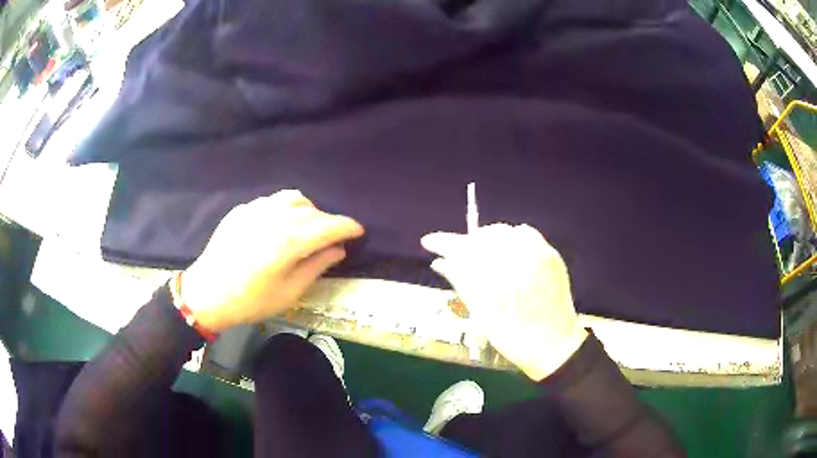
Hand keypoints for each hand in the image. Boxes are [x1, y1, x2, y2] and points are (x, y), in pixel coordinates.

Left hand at [180, 190, 364, 331]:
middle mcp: (275, 217)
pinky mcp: (242, 210)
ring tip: (307, 227)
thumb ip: (316, 266)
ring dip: (308, 210)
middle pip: (313, 211)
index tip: (359, 231)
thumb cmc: (250, 300)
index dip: (348, 226)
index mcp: (289, 241)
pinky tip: (280, 225)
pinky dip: (284, 209)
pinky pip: (271, 201)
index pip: (328, 225)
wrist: (207, 293)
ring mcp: (255, 210)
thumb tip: (338, 250)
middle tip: (332, 239)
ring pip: (292, 198)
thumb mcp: (289, 292)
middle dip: (328, 222)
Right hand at [421, 224, 587, 380]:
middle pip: (481, 236)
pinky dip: (513, 238)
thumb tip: (440, 262)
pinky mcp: (549, 254)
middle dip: (467, 244)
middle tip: (458, 255)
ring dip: (488, 240)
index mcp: (492, 276)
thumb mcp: (479, 311)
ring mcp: (535, 253)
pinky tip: (509, 253)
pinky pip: (526, 234)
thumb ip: (460, 280)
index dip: (442, 242)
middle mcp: (515, 257)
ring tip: (484, 256)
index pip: (460, 247)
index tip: (428, 241)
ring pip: (503, 232)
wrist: (552, 343)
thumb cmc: (511, 335)